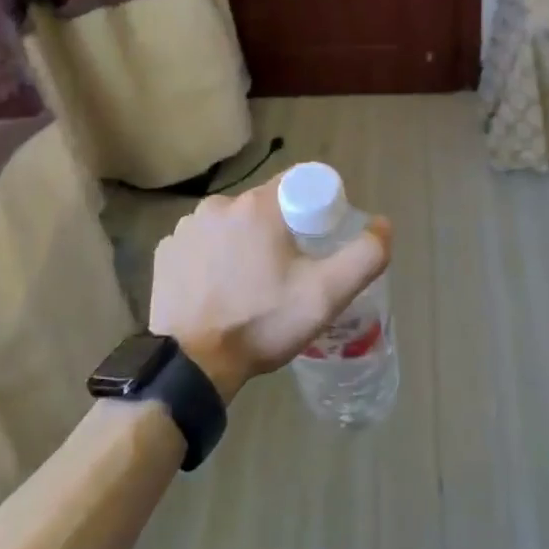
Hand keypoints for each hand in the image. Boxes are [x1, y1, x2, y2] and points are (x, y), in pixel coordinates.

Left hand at [150, 175, 391, 403]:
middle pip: (264, 205)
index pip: (298, 183)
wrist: (191, 365)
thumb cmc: (261, 323)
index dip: (316, 206)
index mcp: (257, 206)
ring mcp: (185, 228)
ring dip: (245, 242)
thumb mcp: (326, 295)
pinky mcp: (165, 251)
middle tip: (291, 269)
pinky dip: (214, 257)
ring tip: (253, 283)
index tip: (320, 238)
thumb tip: (383, 225)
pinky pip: (202, 243)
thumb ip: (364, 256)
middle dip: (281, 229)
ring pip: (231, 223)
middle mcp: (218, 205)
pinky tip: (220, 287)